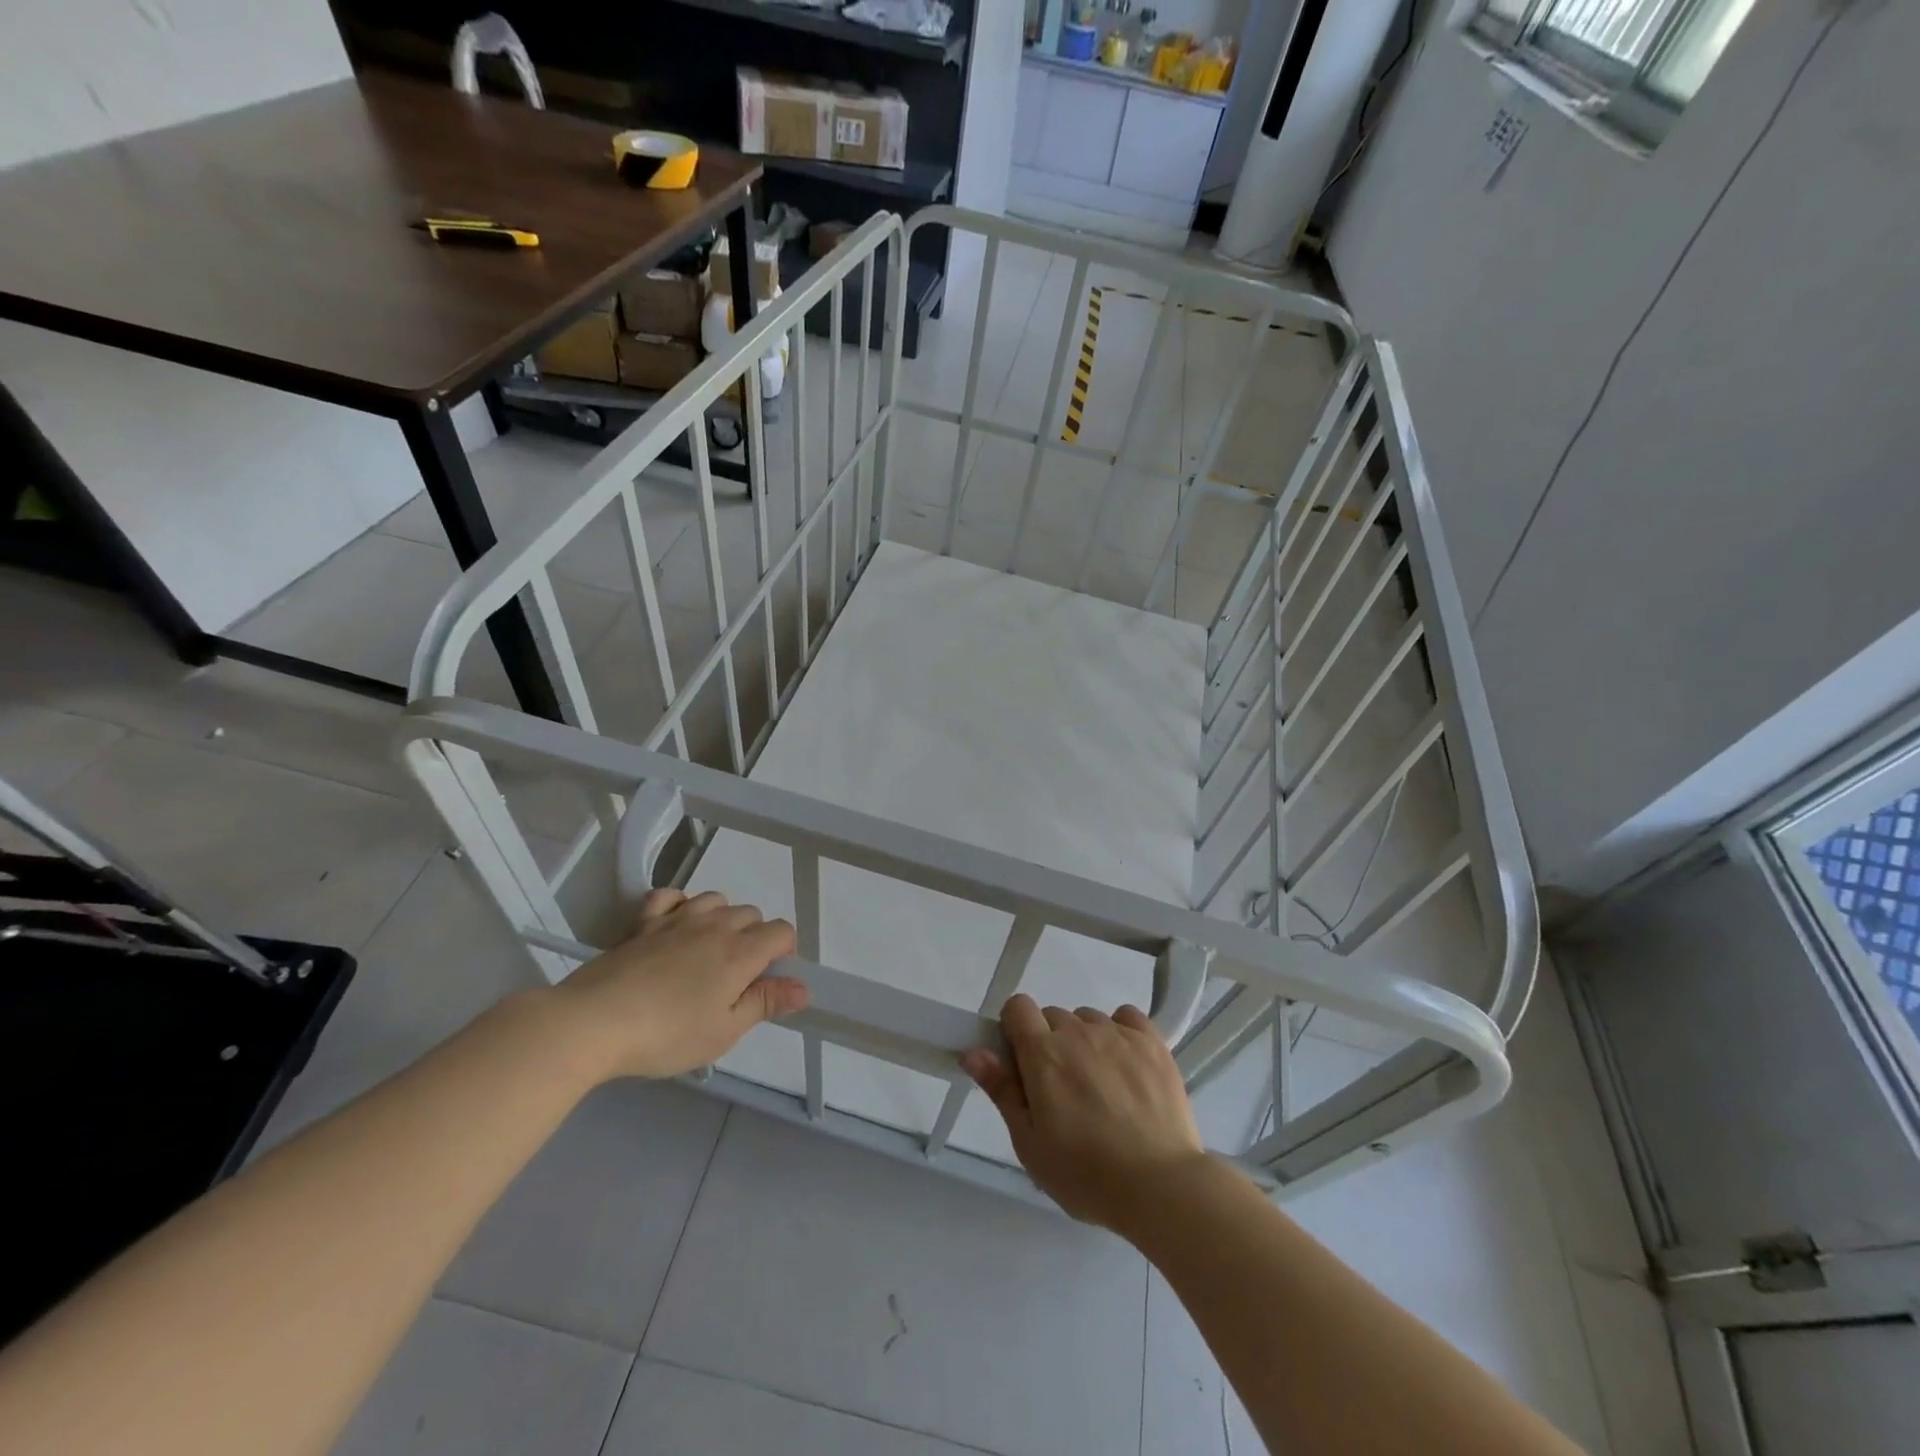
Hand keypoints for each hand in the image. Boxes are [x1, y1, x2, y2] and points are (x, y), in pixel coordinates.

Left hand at [548, 889, 808, 1080]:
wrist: (594, 1022)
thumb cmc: (667, 1034)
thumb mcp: (724, 1031)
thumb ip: (766, 1003)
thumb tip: (804, 988)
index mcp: (741, 952)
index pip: (782, 931)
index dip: (784, 952)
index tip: (768, 981)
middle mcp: (715, 925)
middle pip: (751, 914)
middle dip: (754, 938)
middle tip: (735, 978)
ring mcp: (677, 919)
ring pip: (716, 899)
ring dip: (721, 918)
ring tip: (707, 952)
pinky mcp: (643, 922)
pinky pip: (670, 896)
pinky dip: (679, 904)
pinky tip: (674, 926)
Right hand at [961, 994, 1205, 1231]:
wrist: (1161, 1186)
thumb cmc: (1086, 1174)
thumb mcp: (1030, 1143)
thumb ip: (1002, 1090)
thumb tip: (973, 1051)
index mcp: (1043, 1053)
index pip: (1017, 1007)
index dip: (1014, 1030)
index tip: (1022, 1064)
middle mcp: (1078, 1031)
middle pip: (1052, 1016)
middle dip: (1050, 1043)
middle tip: (1062, 1090)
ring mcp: (1118, 1033)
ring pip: (1088, 1019)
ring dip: (1085, 1041)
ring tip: (1100, 1086)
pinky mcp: (1152, 1041)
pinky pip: (1126, 1017)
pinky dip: (1121, 1032)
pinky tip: (1126, 1066)